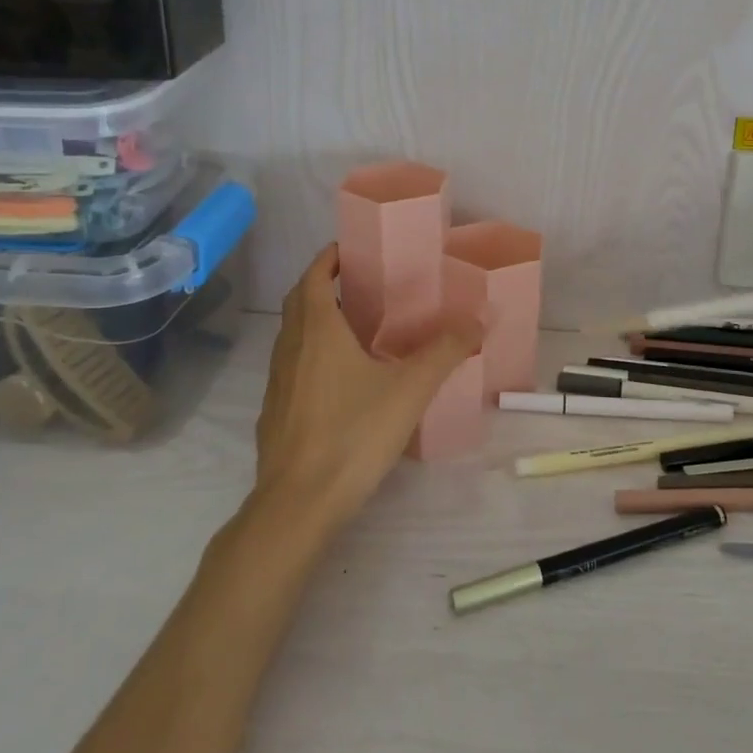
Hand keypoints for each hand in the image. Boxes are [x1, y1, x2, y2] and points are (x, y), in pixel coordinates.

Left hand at [251, 245, 481, 531]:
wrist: (299, 503)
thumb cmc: (353, 433)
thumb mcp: (410, 390)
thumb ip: (444, 352)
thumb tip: (476, 323)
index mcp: (317, 330)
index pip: (314, 276)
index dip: (329, 257)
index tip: (352, 249)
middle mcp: (290, 347)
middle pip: (300, 301)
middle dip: (325, 285)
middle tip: (362, 285)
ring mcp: (278, 381)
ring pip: (294, 335)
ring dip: (317, 320)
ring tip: (357, 328)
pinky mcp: (275, 411)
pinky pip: (293, 366)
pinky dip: (312, 355)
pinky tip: (341, 380)